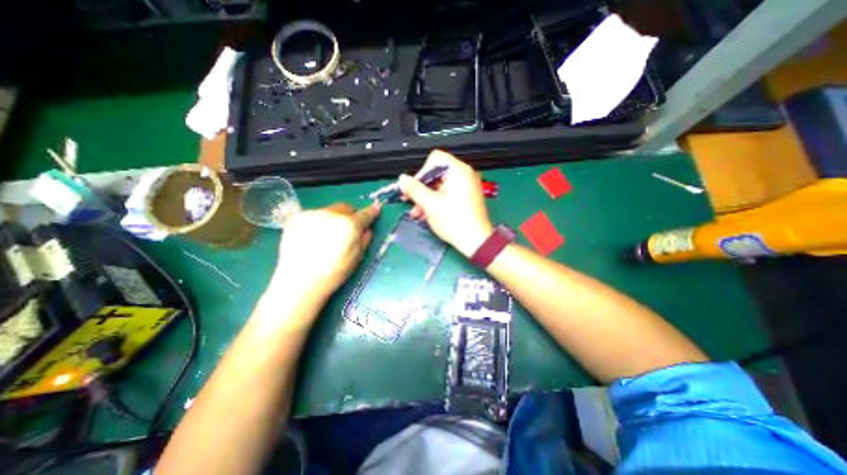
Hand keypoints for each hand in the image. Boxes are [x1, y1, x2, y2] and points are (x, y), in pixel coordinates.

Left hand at [272, 201, 379, 302]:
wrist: (298, 281)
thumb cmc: (333, 273)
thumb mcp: (356, 258)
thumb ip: (364, 240)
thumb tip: (366, 229)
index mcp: (349, 225)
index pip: (365, 214)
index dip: (372, 211)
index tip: (376, 208)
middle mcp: (332, 214)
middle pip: (345, 208)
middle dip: (349, 216)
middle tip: (346, 230)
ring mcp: (312, 214)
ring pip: (329, 210)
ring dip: (332, 219)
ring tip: (326, 237)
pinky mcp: (296, 218)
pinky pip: (313, 216)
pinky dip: (316, 223)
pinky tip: (312, 238)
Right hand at [399, 151, 493, 255]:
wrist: (476, 242)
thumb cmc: (455, 221)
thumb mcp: (430, 204)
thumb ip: (414, 189)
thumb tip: (402, 179)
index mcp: (458, 171)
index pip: (435, 159)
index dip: (421, 172)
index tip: (414, 188)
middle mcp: (465, 175)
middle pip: (436, 174)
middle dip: (421, 189)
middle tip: (411, 202)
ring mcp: (467, 187)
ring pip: (440, 186)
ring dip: (426, 198)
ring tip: (417, 213)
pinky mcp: (466, 198)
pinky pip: (447, 194)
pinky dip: (436, 202)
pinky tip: (427, 215)